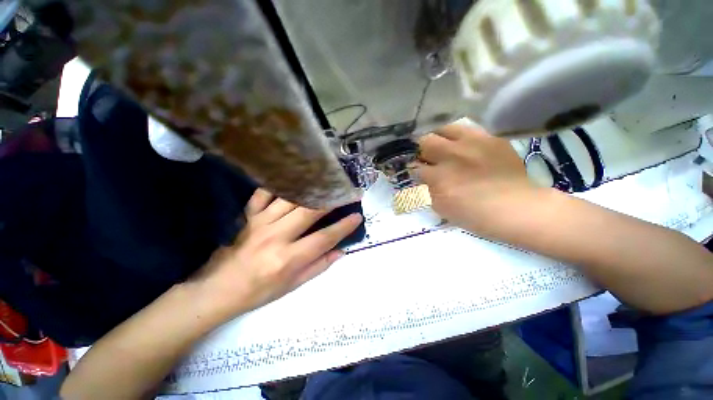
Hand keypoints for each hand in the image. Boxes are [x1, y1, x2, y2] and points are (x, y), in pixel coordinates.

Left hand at [189, 189, 362, 318]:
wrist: (218, 289)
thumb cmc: (259, 291)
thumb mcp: (293, 285)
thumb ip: (319, 266)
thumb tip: (341, 251)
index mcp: (288, 259)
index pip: (324, 238)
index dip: (344, 227)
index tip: (358, 216)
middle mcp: (276, 237)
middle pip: (309, 212)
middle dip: (331, 200)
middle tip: (346, 192)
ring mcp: (260, 223)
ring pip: (290, 199)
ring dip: (310, 189)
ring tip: (324, 182)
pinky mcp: (248, 216)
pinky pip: (263, 194)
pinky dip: (278, 186)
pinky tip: (291, 182)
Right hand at [415, 123, 543, 239]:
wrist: (517, 208)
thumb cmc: (476, 215)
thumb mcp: (443, 209)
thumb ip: (430, 191)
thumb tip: (427, 179)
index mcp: (438, 177)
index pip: (416, 167)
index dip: (414, 169)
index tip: (417, 172)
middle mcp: (451, 156)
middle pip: (425, 142)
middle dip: (422, 149)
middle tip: (427, 156)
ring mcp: (472, 144)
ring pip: (444, 129)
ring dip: (439, 137)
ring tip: (442, 144)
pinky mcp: (490, 138)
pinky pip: (467, 129)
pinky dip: (459, 136)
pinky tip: (461, 144)